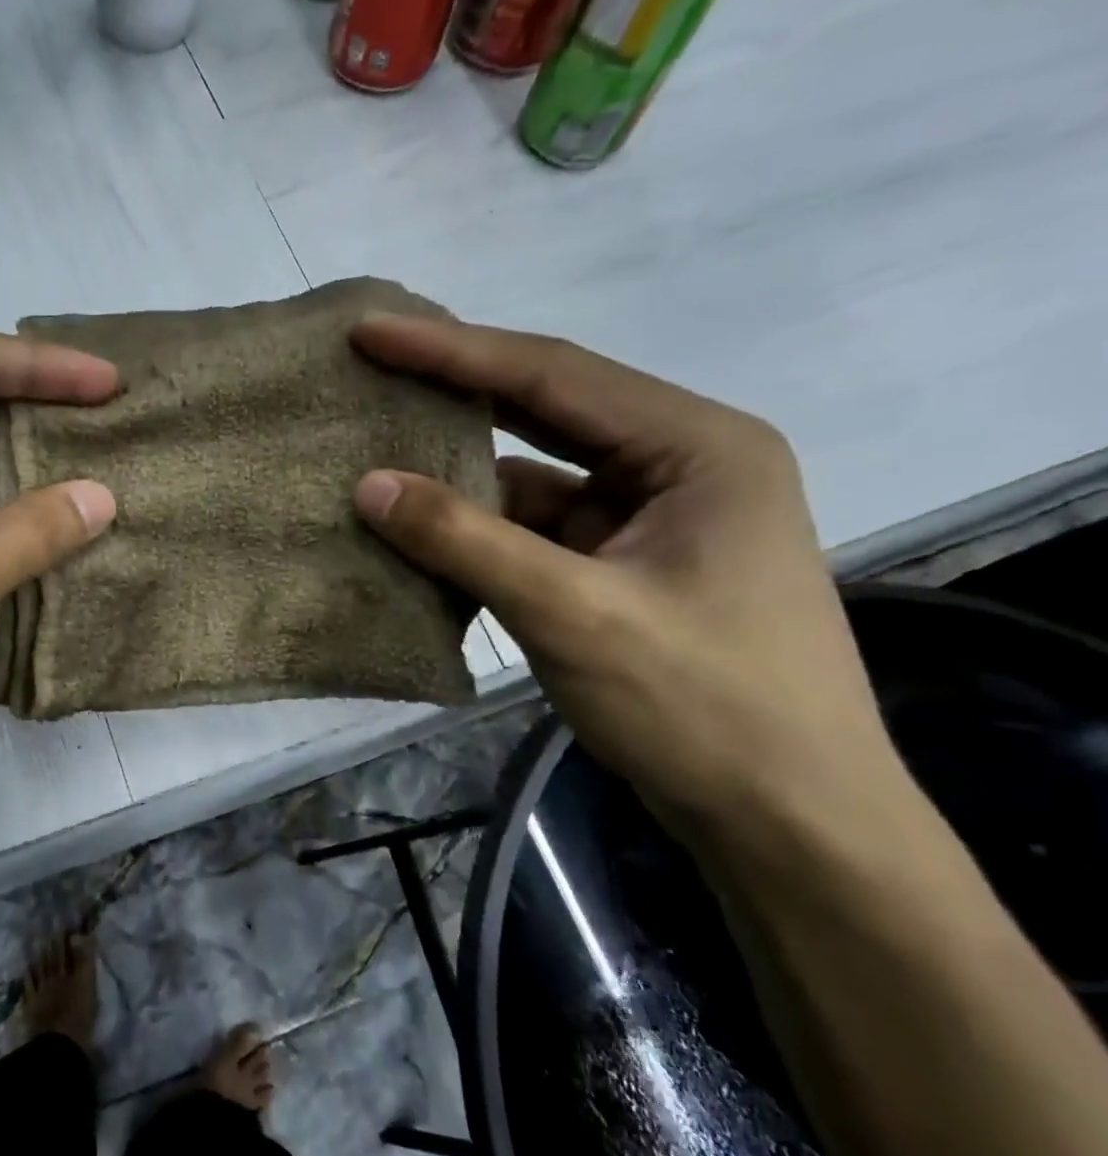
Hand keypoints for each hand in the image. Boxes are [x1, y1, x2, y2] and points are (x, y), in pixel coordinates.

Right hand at [350, 315, 903, 842]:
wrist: (787, 822)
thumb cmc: (703, 706)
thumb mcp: (574, 614)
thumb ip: (465, 542)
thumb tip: (367, 485)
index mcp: (696, 446)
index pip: (552, 376)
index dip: (452, 350)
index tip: (371, 332)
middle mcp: (677, 464)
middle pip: (545, 411)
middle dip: (456, 394)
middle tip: (370, 371)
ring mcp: (648, 518)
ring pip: (533, 479)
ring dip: (460, 479)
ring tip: (376, 457)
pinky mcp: (621, 567)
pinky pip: (534, 531)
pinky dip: (478, 533)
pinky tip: (420, 536)